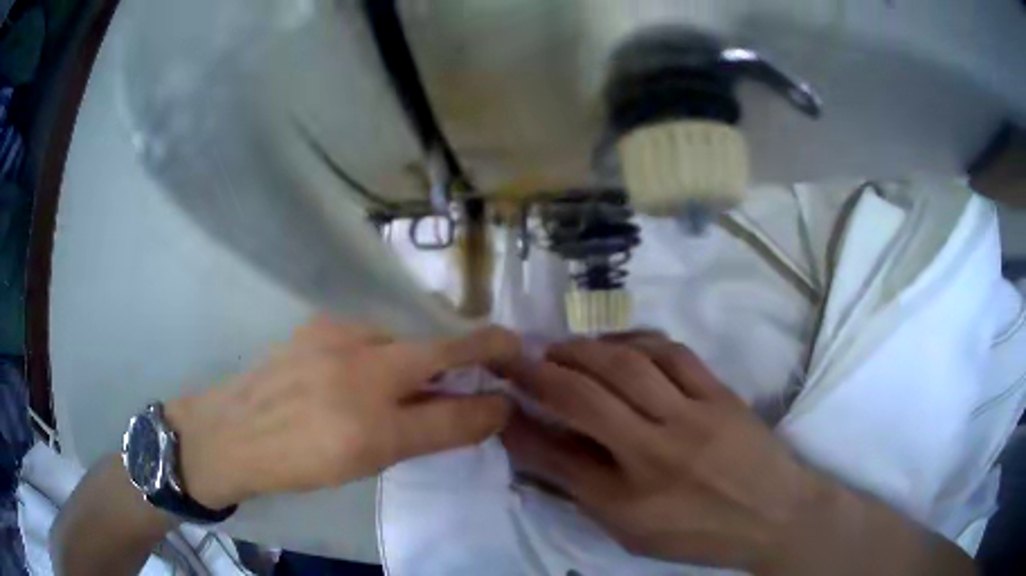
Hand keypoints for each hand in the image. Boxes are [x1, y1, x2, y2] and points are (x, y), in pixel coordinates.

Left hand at [164, 316, 520, 509]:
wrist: (231, 432)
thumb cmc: (297, 461)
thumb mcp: (365, 462)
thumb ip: (424, 434)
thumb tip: (475, 411)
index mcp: (371, 428)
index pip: (452, 413)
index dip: (490, 400)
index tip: (513, 388)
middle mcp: (357, 375)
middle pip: (436, 352)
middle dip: (477, 349)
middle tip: (500, 353)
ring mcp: (334, 339)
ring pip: (402, 340)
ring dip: (422, 355)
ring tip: (417, 374)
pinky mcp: (317, 324)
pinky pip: (371, 332)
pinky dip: (386, 347)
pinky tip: (369, 365)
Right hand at [497, 332, 829, 572]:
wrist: (776, 515)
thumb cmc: (700, 535)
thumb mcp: (634, 534)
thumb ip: (586, 495)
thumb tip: (544, 455)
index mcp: (629, 501)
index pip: (556, 457)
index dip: (518, 426)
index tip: (499, 403)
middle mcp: (656, 454)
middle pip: (584, 399)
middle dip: (538, 374)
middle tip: (515, 359)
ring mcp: (693, 416)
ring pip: (627, 366)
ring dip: (583, 350)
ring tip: (559, 348)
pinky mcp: (720, 394)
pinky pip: (672, 354)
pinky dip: (635, 342)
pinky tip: (617, 345)